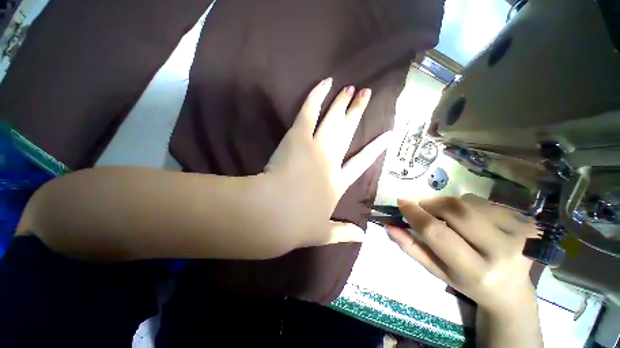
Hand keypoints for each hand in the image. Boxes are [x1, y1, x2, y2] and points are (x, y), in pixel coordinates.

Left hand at [264, 78, 390, 247]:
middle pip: (348, 132)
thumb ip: (344, 233)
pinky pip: (310, 111)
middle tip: (366, 95)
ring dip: (342, 102)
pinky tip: (326, 83)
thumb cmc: (298, 225)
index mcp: (338, 182)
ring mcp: (316, 146)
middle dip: (357, 113)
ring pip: (333, 119)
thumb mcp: (323, 233)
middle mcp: (331, 161)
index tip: (387, 135)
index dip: (375, 149)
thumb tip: (364, 238)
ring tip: (351, 88)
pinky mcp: (299, 137)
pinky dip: (317, 95)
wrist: (275, 215)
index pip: (361, 163)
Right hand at [387, 194, 539, 312]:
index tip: (401, 203)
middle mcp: (502, 253)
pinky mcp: (529, 224)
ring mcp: (521, 235)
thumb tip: (389, 224)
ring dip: (450, 205)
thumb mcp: (435, 270)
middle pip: (456, 211)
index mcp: (475, 271)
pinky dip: (469, 205)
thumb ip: (411, 247)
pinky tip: (474, 220)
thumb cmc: (468, 283)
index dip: (415, 214)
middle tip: (425, 209)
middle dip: (433, 205)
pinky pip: (486, 202)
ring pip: (470, 202)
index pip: (437, 233)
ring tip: (451, 219)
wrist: (512, 292)